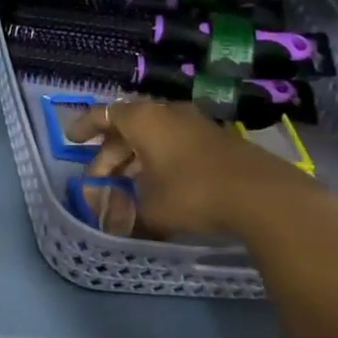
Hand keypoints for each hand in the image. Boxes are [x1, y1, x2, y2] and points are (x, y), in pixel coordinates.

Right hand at [72, 98, 337, 240]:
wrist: (266, 198)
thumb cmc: (194, 195)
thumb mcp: (150, 211)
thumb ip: (125, 213)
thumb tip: (113, 223)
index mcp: (143, 120)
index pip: (103, 115)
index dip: (84, 127)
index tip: (72, 140)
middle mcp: (167, 114)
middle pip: (128, 126)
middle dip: (110, 152)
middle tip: (99, 177)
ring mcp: (196, 124)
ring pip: (155, 134)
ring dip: (137, 156)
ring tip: (128, 182)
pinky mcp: (219, 140)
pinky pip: (176, 143)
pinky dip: (161, 158)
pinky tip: (161, 183)